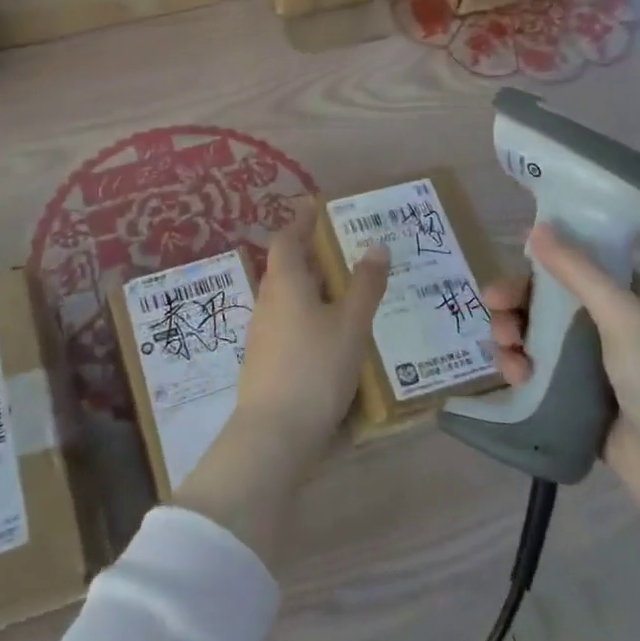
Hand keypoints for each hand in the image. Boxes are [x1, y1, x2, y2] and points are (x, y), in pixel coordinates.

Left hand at [234, 203, 390, 472]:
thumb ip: (364, 285)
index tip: (318, 207)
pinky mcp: (265, 358)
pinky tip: (332, 333)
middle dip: (313, 255)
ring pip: (289, 296)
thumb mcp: (350, 325)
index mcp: (284, 282)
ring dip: (313, 287)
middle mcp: (268, 300)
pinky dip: (309, 315)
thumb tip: (376, 245)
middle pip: (287, 266)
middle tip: (347, 250)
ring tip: (347, 290)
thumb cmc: (315, 368)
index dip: (301, 220)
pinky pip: (289, 322)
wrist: (274, 433)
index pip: (286, 238)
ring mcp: (263, 331)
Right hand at [484, 224, 639, 534]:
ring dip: (514, 334)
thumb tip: (537, 228)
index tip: (512, 270)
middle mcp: (613, 326)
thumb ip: (578, 271)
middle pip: (550, 300)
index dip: (542, 265)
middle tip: (494, 308)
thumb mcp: (623, 316)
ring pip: (537, 334)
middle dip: (518, 302)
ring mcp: (594, 364)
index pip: (579, 267)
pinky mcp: (576, 396)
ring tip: (506, 348)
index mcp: (635, 300)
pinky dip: (521, 366)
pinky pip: (538, 369)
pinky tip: (516, 376)